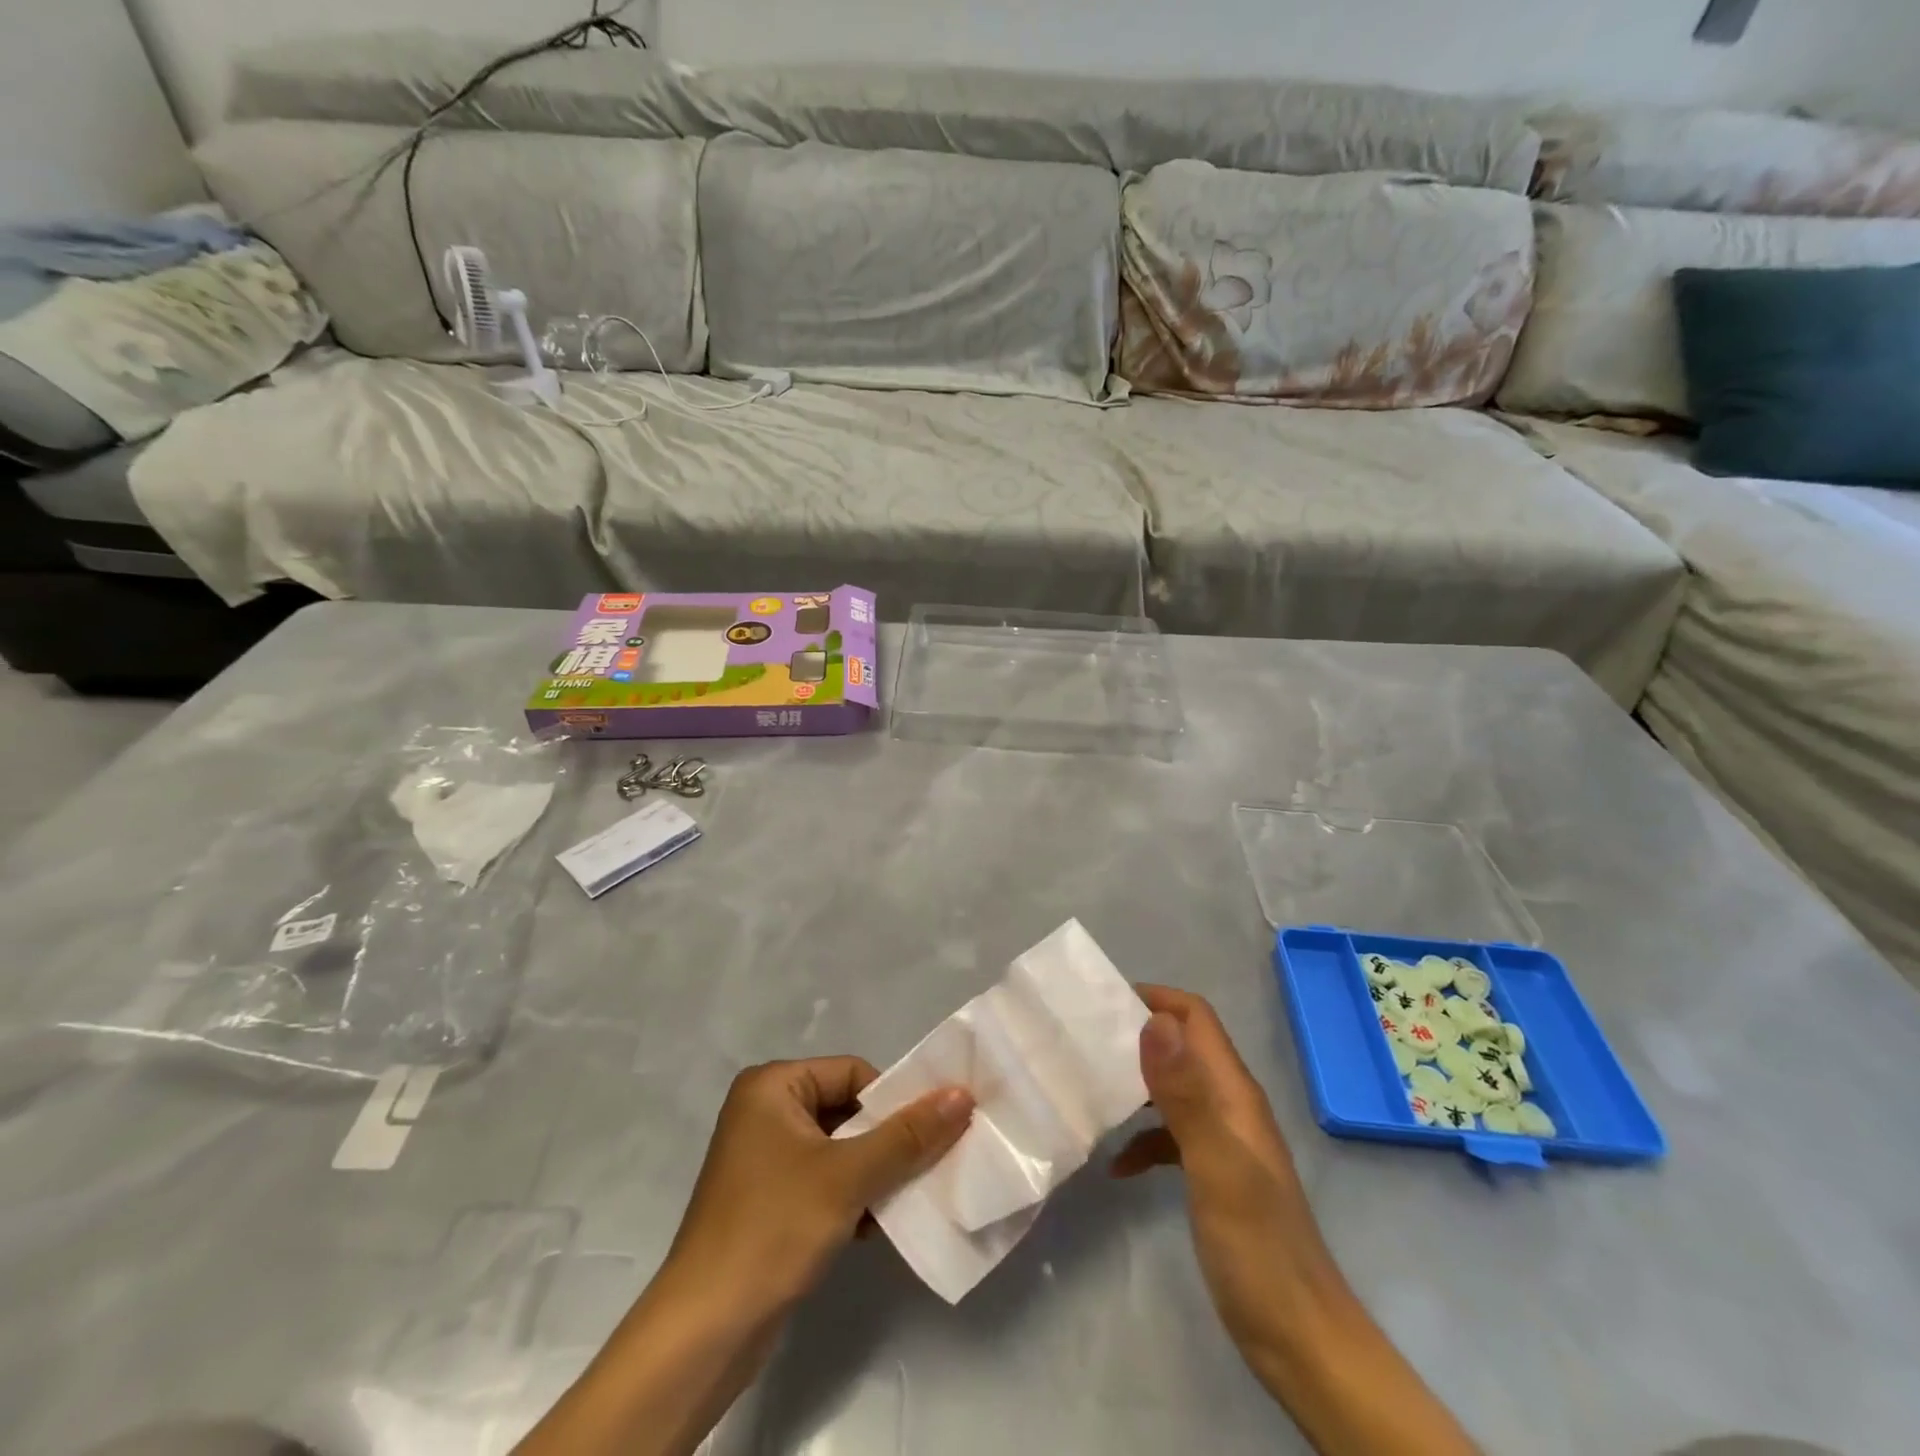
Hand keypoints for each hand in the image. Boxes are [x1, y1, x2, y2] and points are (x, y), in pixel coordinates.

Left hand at [661, 1056, 974, 1318]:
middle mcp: (764, 1111)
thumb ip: (907, 1135)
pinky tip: (875, 1226)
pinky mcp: (766, 1200)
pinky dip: (851, 1196)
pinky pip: (822, 1180)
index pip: (853, 1073)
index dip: (893, 1101)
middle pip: (846, 1109)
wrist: (704, 1332)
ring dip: (874, 1172)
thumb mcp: (848, 1176)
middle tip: (930, 1164)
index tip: (930, 1133)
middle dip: (887, 1140)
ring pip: (838, 1148)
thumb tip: (961, 1094)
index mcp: (773, 1086)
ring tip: (907, 1197)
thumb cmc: (774, 1229)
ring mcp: (762, 1158)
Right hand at [1111, 986, 1337, 1356]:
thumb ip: (1185, 1094)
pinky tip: (1116, 1166)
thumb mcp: (1216, 1166)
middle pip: (1181, 1047)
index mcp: (1234, 1093)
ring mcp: (1222, 1142)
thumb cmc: (1257, 1248)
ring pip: (1172, 1090)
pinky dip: (1142, 1140)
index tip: (1101, 1002)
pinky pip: (1170, 1137)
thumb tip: (1154, 1021)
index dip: (1154, 999)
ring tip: (1087, 1089)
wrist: (1301, 1342)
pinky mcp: (1213, 1176)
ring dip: (1134, 1084)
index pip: (1195, 1018)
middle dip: (1135, 1036)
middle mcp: (1229, 1106)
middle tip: (1081, 1042)